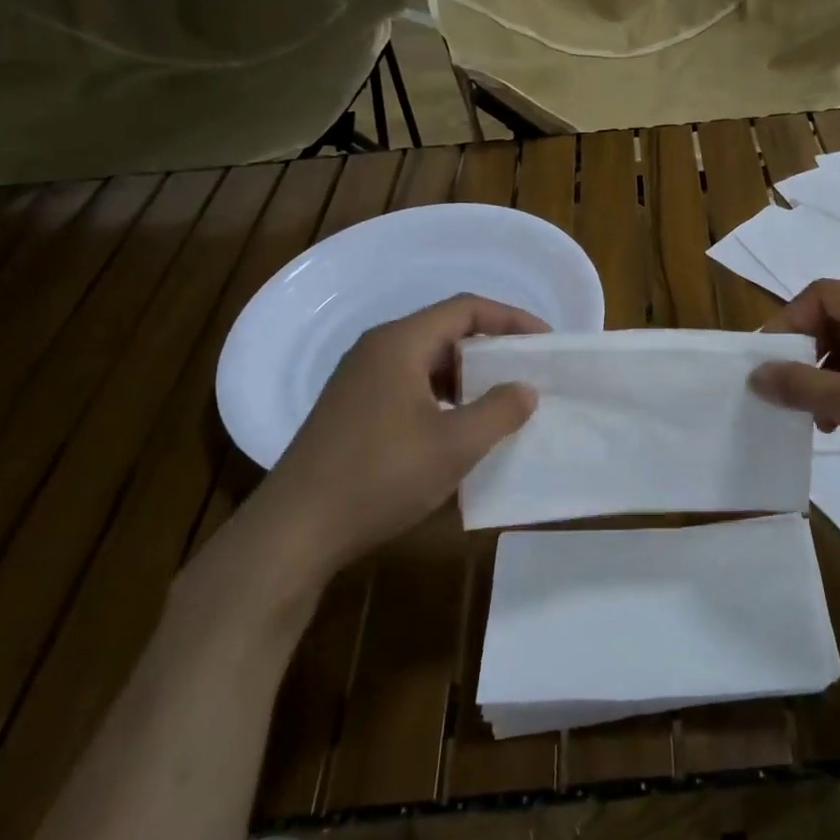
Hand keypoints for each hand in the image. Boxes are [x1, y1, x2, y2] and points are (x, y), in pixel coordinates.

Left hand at [240, 294, 546, 586]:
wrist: (295, 531)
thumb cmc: (379, 477)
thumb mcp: (454, 446)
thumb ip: (499, 411)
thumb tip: (525, 389)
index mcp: (399, 344)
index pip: (465, 308)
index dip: (511, 319)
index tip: (545, 342)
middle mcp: (377, 351)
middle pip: (445, 331)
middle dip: (492, 349)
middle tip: (528, 373)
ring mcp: (360, 381)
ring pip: (427, 362)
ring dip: (467, 377)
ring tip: (500, 403)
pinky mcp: (353, 410)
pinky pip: (410, 386)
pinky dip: (443, 397)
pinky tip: (458, 430)